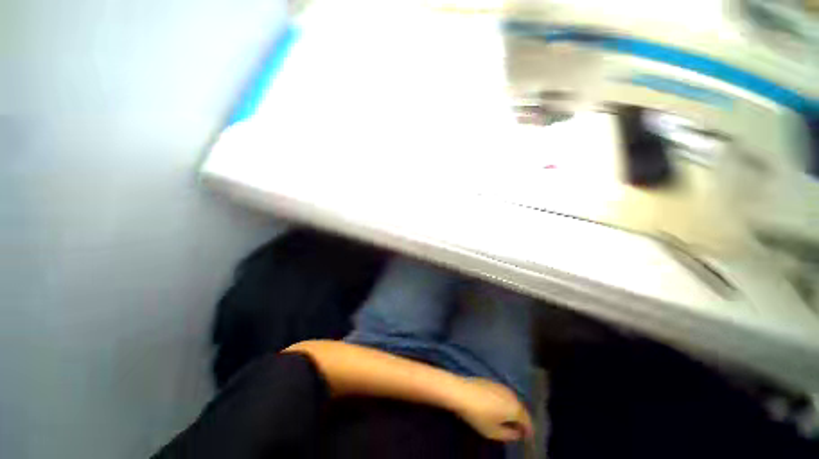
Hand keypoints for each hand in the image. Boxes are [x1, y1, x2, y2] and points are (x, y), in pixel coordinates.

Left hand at [454, 378, 533, 441]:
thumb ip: (509, 435)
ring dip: (513, 410)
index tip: (526, 437)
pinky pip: (503, 394)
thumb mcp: (494, 432)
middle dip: (521, 419)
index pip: (527, 421)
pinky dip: (504, 402)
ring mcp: (501, 386)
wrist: (461, 391)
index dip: (528, 431)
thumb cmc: (478, 415)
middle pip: (521, 409)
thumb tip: (517, 433)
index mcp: (515, 408)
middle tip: (518, 429)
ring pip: (512, 400)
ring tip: (508, 419)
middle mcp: (511, 395)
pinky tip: (498, 407)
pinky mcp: (492, 381)